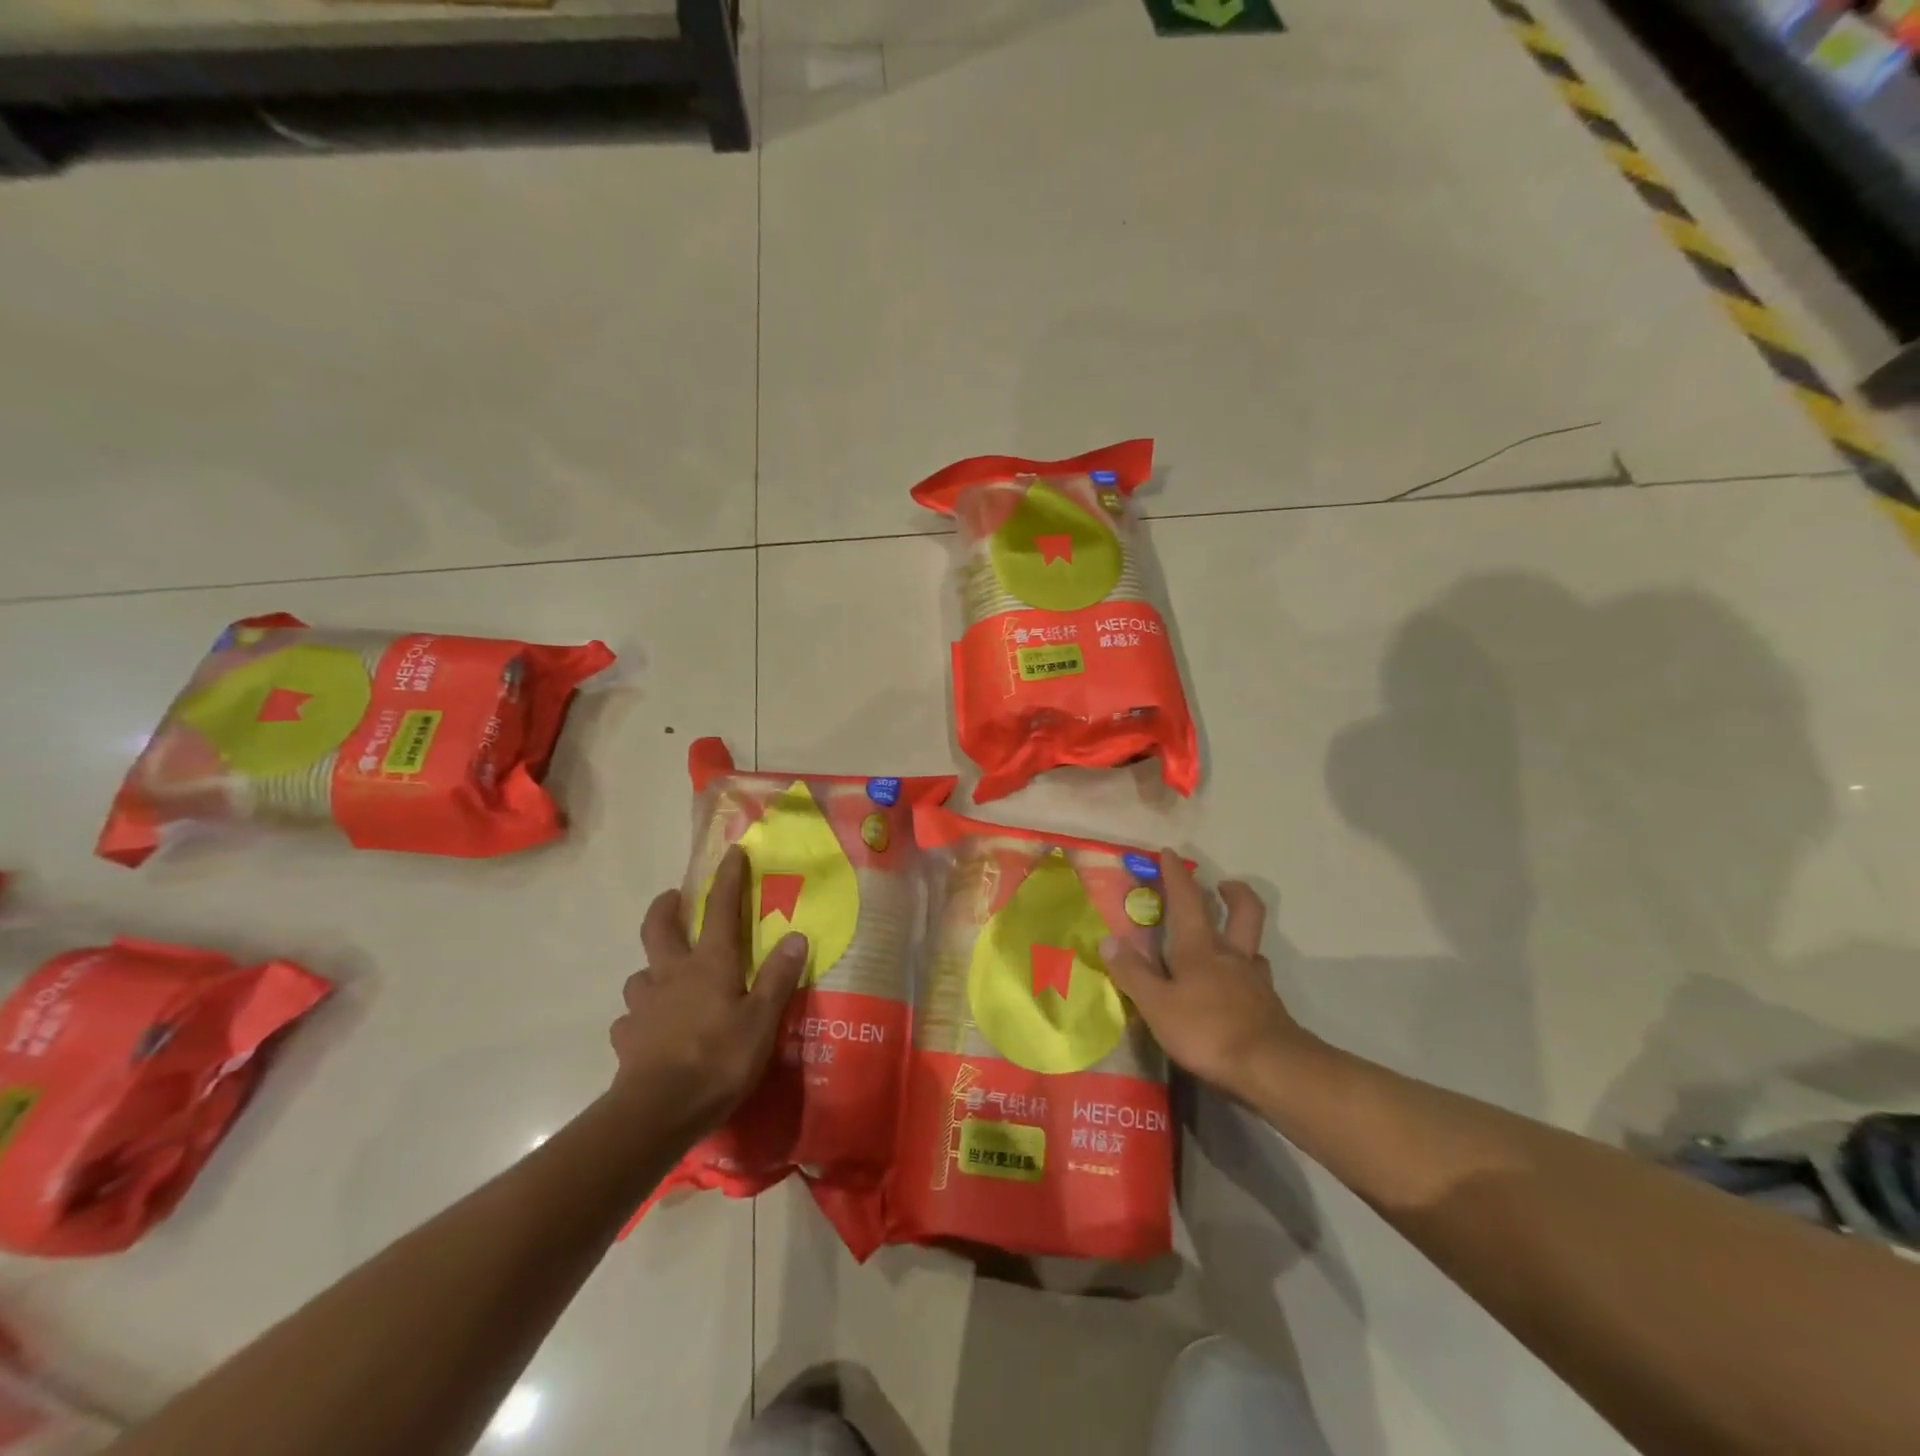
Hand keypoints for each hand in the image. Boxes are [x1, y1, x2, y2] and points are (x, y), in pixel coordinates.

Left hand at [610, 846, 807, 1138]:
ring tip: (664, 977)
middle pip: (660, 929)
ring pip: (641, 974)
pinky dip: (640, 1017)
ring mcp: (644, 1006)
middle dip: (666, 908)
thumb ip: (778, 977)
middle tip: (673, 899)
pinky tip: (649, 1029)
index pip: (721, 909)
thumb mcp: (762, 1019)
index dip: (728, 879)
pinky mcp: (627, 1038)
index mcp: (710, 964)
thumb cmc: (719, 1059)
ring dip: (652, 968)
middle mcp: (671, 975)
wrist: (658, 1112)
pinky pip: (631, 1019)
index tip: (732, 853)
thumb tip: (796, 936)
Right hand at [1102, 855, 1309, 1102]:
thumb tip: (1108, 939)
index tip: (1170, 853)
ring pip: (1252, 944)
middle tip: (1222, 885)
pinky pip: (1257, 976)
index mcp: (1199, 948)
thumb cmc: (1207, 1030)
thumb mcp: (1157, 1005)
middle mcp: (1230, 955)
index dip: (1176, 875)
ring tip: (1227, 939)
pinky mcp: (1269, 1006)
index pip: (1187, 900)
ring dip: (1241, 933)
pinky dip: (1246, 971)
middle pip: (1244, 911)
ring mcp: (1254, 980)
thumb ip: (1133, 973)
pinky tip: (1237, 985)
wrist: (1271, 1068)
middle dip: (1233, 892)